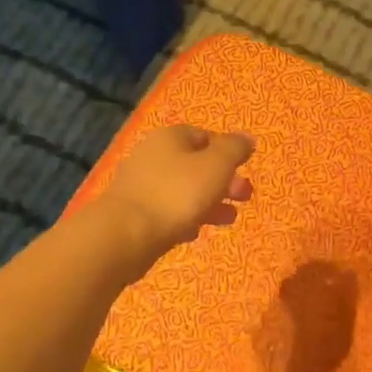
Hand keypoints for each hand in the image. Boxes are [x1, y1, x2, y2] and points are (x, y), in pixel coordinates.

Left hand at [98, 126, 254, 264]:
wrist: (125, 235)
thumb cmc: (177, 193)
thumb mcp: (216, 165)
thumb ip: (235, 149)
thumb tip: (247, 139)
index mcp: (171, 137)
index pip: (205, 136)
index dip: (228, 152)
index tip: (244, 170)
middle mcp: (152, 155)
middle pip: (195, 164)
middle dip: (223, 180)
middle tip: (244, 196)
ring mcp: (140, 186)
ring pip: (183, 190)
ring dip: (209, 202)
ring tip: (229, 219)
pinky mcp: (134, 214)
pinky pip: (167, 211)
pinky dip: (185, 218)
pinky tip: (196, 232)